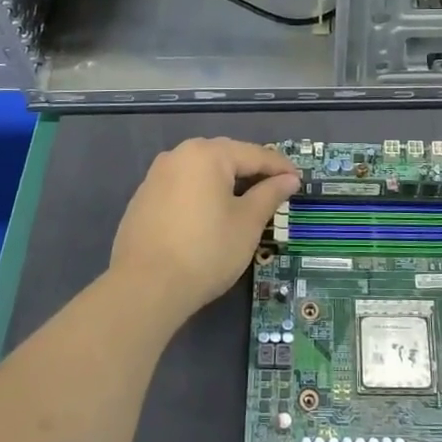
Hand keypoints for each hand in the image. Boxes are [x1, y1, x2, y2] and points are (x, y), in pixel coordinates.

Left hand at [110, 138, 299, 324]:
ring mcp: (156, 176)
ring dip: (226, 182)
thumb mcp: (247, 223)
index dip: (280, 168)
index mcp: (207, 154)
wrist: (144, 287)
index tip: (299, 181)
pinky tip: (211, 215)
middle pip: (226, 156)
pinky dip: (202, 194)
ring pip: (202, 171)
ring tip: (246, 202)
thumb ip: (270, 195)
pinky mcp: (143, 199)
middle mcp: (178, 155)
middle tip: (276, 189)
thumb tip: (288, 179)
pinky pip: (182, 187)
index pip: (254, 154)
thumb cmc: (206, 251)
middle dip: (252, 171)